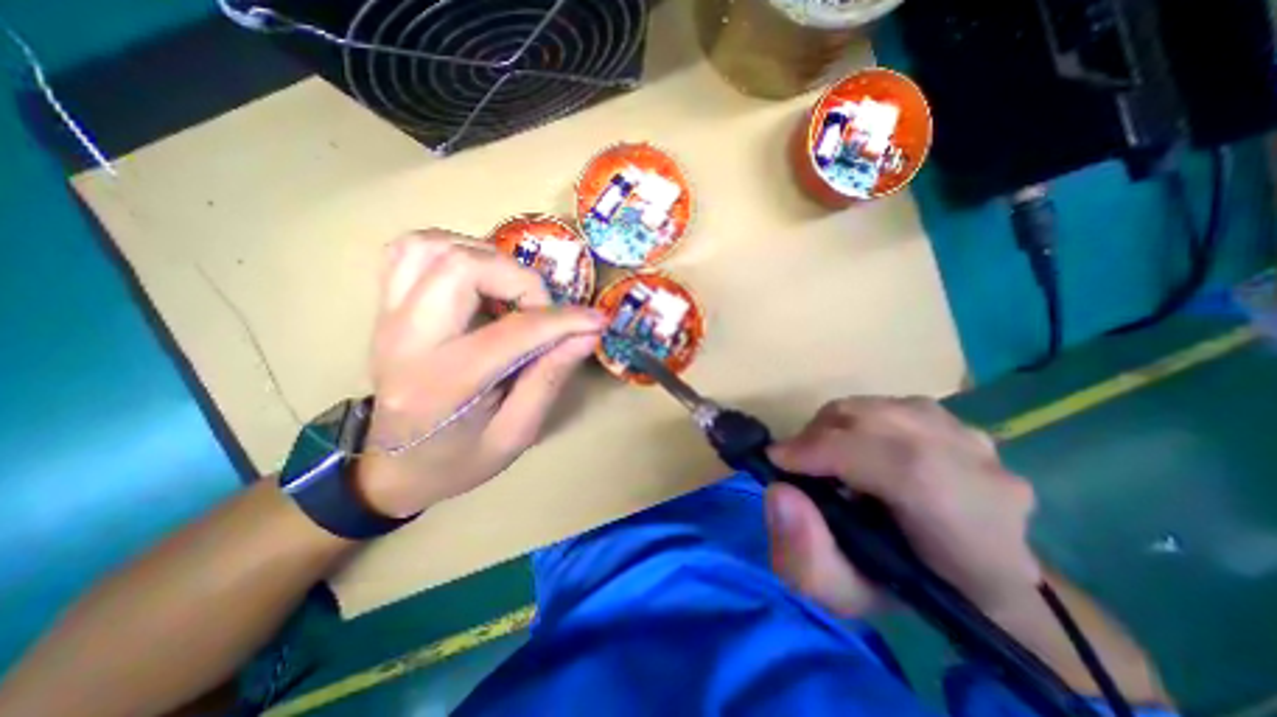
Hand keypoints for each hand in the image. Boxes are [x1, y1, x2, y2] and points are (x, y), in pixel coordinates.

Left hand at [350, 232, 603, 516]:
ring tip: (510, 291)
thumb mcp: (516, 433)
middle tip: (541, 309)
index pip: (512, 332)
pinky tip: (477, 278)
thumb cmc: (459, 460)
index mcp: (443, 385)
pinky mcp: (384, 307)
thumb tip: (586, 334)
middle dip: (519, 279)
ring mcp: (387, 318)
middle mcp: (406, 341)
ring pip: (432, 246)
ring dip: (486, 258)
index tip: (595, 320)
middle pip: (461, 268)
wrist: (394, 467)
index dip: (563, 320)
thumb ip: (550, 378)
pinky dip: (453, 250)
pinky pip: (411, 250)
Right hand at [762, 399, 1040, 616]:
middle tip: (794, 461)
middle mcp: (987, 478)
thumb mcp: (846, 597)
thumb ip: (806, 558)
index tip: (777, 460)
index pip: (905, 468)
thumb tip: (780, 492)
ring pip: (882, 408)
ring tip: (822, 456)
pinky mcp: (959, 423)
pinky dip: (857, 421)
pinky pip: (890, 405)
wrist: (969, 577)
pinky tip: (854, 448)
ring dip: (836, 426)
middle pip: (885, 424)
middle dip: (820, 435)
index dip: (829, 451)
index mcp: (976, 540)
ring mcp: (976, 441)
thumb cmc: (905, 593)